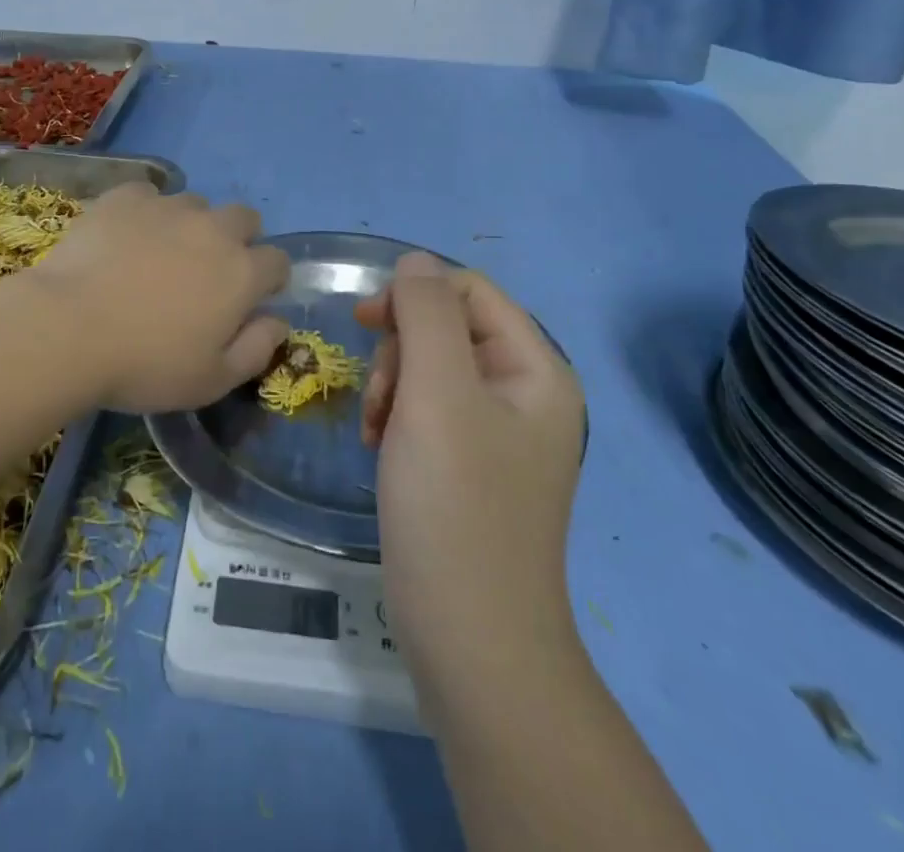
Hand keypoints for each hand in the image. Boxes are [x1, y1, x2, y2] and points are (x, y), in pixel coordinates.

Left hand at [28, 183, 289, 412]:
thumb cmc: (145, 364)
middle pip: (245, 219)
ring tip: (159, 254)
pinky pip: (148, 195)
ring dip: (190, 225)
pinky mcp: (125, 197)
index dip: (268, 279)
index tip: (248, 299)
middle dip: (237, 240)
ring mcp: (168, 207)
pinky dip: (144, 212)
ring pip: (196, 204)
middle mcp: (213, 229)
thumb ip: (256, 349)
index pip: (278, 261)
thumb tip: (278, 321)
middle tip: (207, 272)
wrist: (68, 328)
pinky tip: (124, 237)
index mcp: (241, 273)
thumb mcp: (211, 380)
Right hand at [354, 254, 585, 694]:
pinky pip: (430, 411)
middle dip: (402, 351)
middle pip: (449, 329)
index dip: (415, 295)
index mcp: (536, 369)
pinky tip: (381, 449)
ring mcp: (500, 434)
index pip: (470, 291)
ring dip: (394, 385)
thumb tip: (414, 262)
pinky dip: (399, 418)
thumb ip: (425, 315)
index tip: (367, 323)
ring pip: (432, 369)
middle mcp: (526, 394)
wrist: (471, 642)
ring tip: (376, 431)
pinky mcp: (472, 467)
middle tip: (380, 399)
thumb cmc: (455, 507)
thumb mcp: (436, 395)